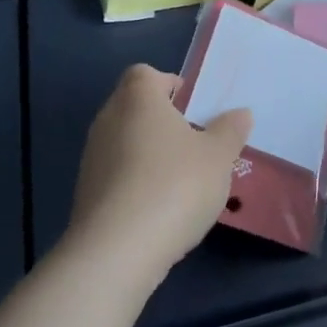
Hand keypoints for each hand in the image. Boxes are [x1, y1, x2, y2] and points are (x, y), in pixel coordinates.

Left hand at [65, 65, 252, 290]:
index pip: (145, 74)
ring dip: (150, 153)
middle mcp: (108, 120)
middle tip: (196, 142)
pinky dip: (136, 182)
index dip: (169, 84)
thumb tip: (240, 113)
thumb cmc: (174, 186)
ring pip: (125, 142)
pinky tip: (160, 208)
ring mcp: (92, 158)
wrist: (116, 252)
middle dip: (163, 121)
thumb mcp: (218, 156)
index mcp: (138, 99)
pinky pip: (117, 175)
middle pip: (135, 107)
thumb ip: (230, 131)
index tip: (194, 107)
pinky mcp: (86, 194)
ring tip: (182, 179)